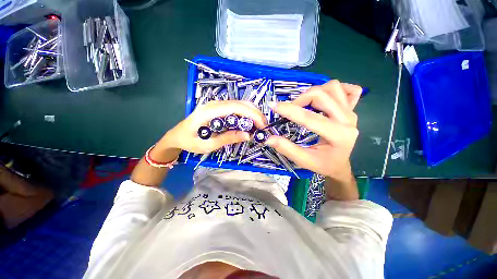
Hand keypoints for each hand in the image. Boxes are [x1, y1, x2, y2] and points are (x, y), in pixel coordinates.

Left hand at [157, 100, 266, 155]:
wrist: (177, 136)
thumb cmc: (189, 141)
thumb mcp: (207, 144)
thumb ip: (227, 138)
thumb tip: (248, 135)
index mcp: (209, 111)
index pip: (236, 107)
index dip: (252, 114)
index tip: (262, 126)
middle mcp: (214, 104)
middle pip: (240, 103)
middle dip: (255, 113)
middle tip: (263, 127)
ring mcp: (216, 104)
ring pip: (240, 104)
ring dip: (252, 113)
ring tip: (259, 126)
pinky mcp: (218, 108)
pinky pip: (236, 108)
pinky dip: (246, 114)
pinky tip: (249, 123)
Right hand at [266, 80, 361, 179]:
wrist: (340, 164)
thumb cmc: (323, 164)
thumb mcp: (304, 160)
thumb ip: (286, 149)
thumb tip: (268, 139)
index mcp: (338, 136)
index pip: (309, 118)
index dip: (289, 110)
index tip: (273, 106)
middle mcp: (348, 120)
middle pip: (322, 95)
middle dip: (300, 99)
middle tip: (289, 109)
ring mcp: (352, 112)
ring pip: (333, 88)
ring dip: (314, 92)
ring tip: (303, 104)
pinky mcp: (353, 109)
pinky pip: (349, 90)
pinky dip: (335, 89)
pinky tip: (325, 98)